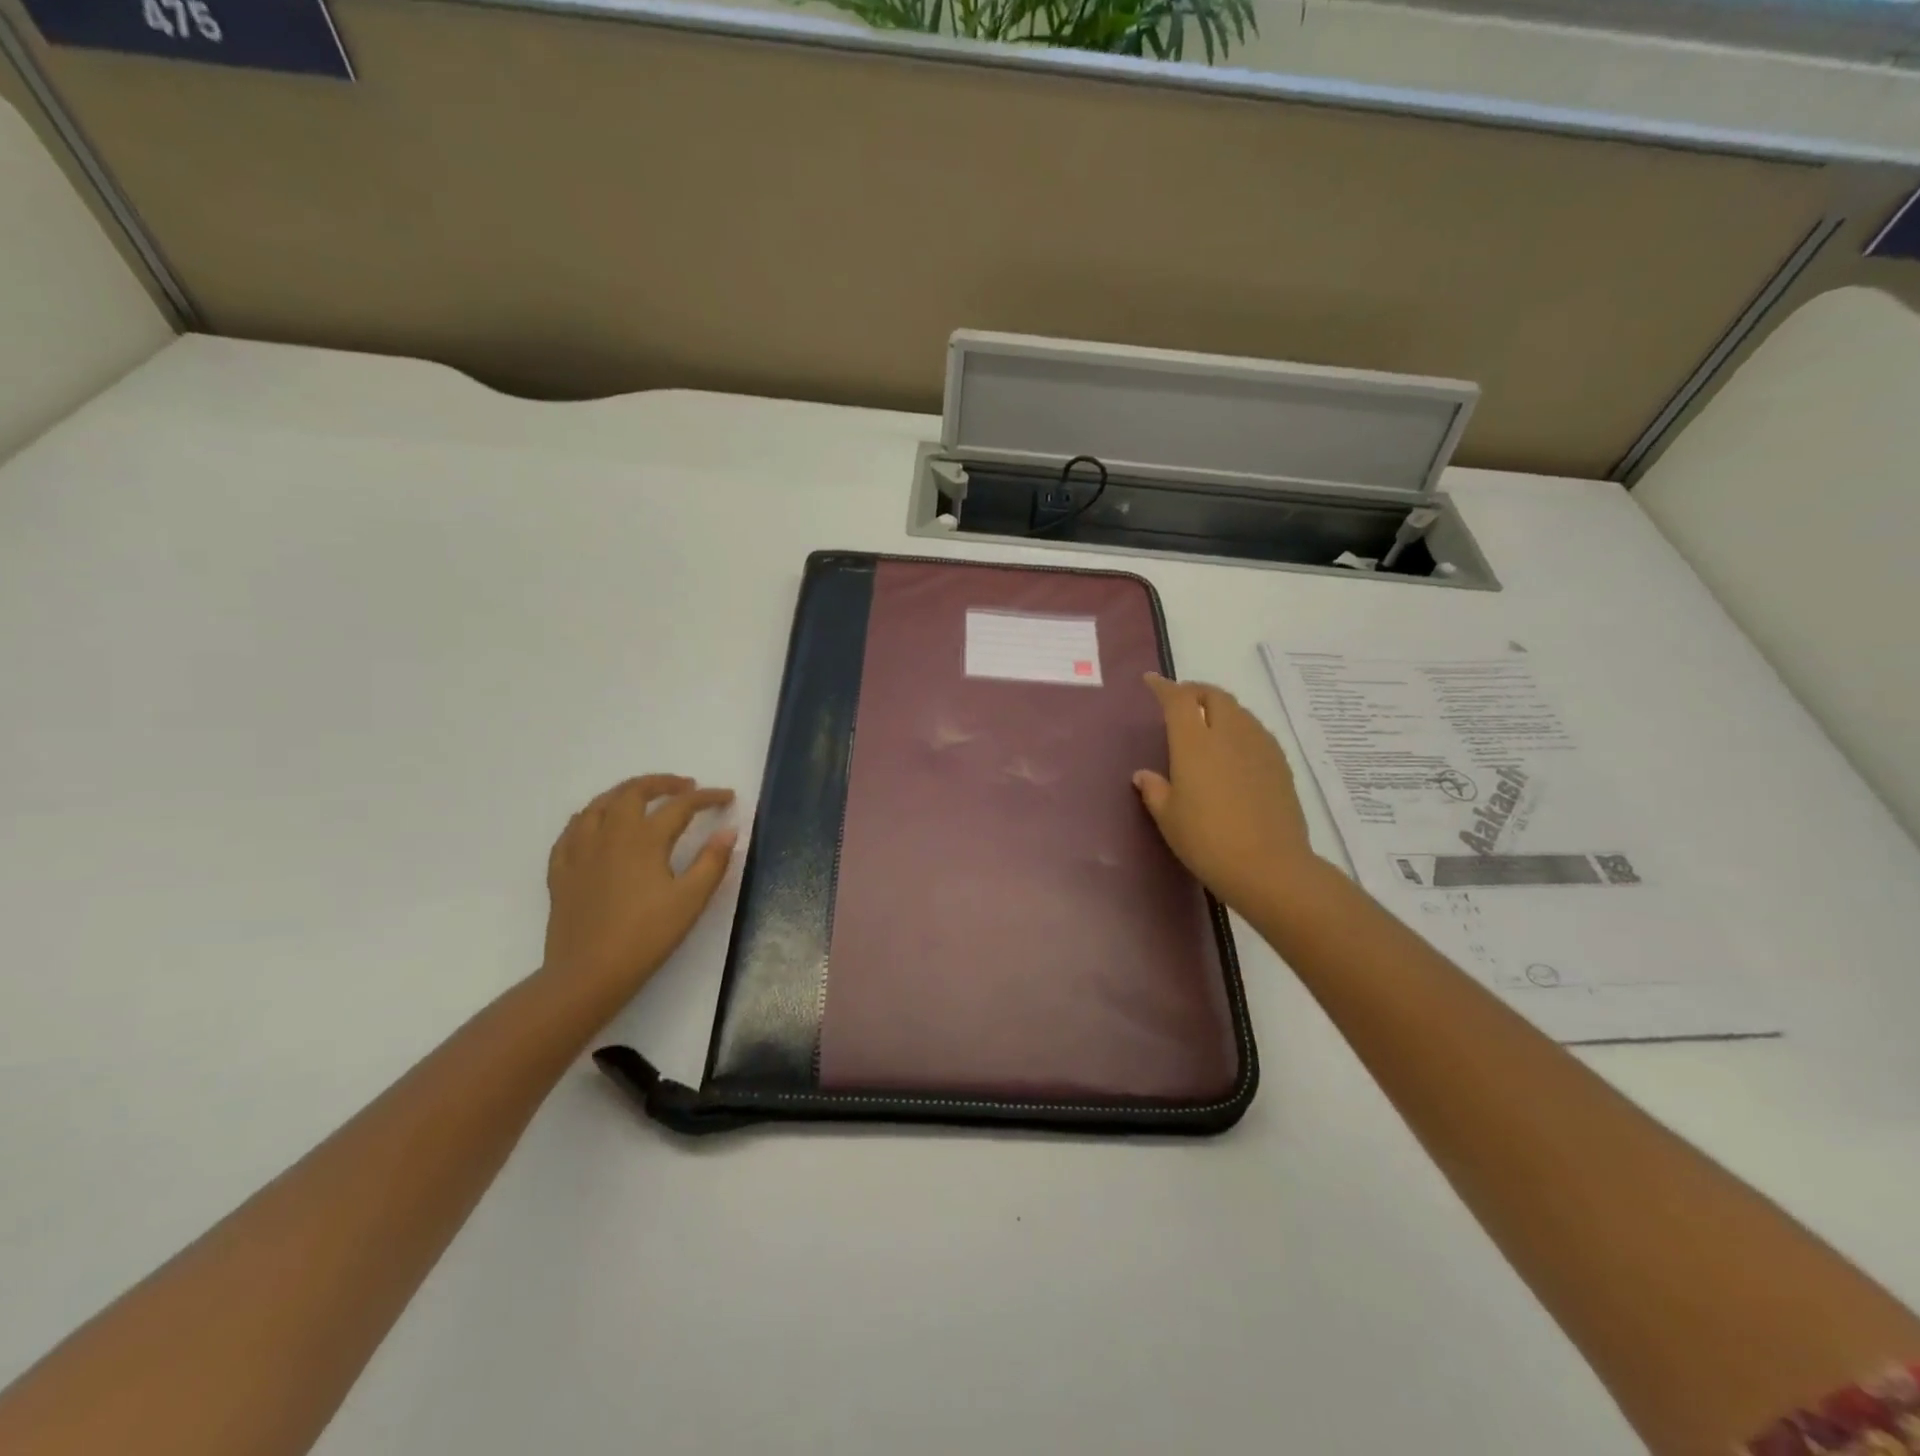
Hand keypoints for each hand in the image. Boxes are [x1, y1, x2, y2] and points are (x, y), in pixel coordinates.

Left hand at [542, 775, 736, 1001]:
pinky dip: (590, 817)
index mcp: (644, 839)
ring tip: (642, 797)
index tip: (727, 797)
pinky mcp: (561, 871)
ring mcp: (580, 851)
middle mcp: (610, 834)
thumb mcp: (690, 900)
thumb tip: (729, 830)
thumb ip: (712, 861)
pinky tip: (595, 825)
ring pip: (599, 804)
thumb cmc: (646, 936)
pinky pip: (572, 831)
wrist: (587, 974)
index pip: (680, 806)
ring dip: (624, 793)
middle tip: (685, 787)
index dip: (707, 797)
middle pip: (633, 792)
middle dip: (662, 783)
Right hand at [1133, 673, 1318, 916]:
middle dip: (1195, 691)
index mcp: (1195, 744)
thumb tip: (1144, 775)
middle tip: (1181, 701)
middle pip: (1214, 696)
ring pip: (1239, 711)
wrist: (1269, 866)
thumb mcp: (1169, 818)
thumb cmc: (1207, 840)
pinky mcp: (1280, 764)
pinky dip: (1240, 728)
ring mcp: (1259, 747)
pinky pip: (1256, 732)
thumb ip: (1155, 790)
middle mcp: (1229, 735)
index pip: (1178, 700)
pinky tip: (1234, 750)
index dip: (1164, 687)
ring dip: (1220, 708)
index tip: (1152, 681)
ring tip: (1207, 723)